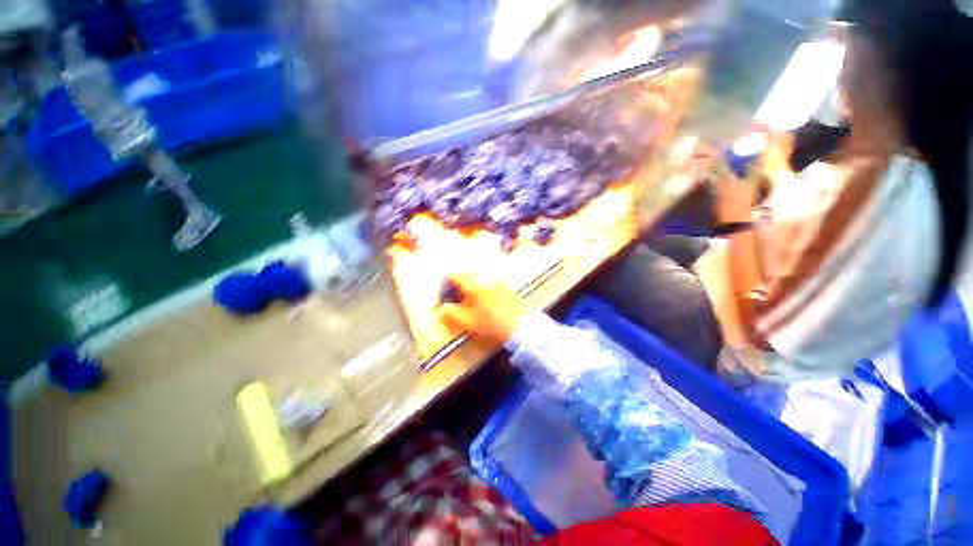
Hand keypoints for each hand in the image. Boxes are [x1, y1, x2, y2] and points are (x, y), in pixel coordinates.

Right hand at [438, 270, 527, 344]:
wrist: (520, 326)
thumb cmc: (491, 324)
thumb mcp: (468, 322)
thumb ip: (452, 313)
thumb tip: (442, 308)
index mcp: (474, 285)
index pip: (456, 275)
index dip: (448, 279)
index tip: (445, 286)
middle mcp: (486, 278)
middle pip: (469, 274)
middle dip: (461, 281)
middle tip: (458, 292)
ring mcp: (498, 280)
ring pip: (481, 276)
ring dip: (474, 282)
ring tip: (473, 295)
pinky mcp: (508, 285)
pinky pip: (493, 280)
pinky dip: (487, 285)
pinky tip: (489, 297)